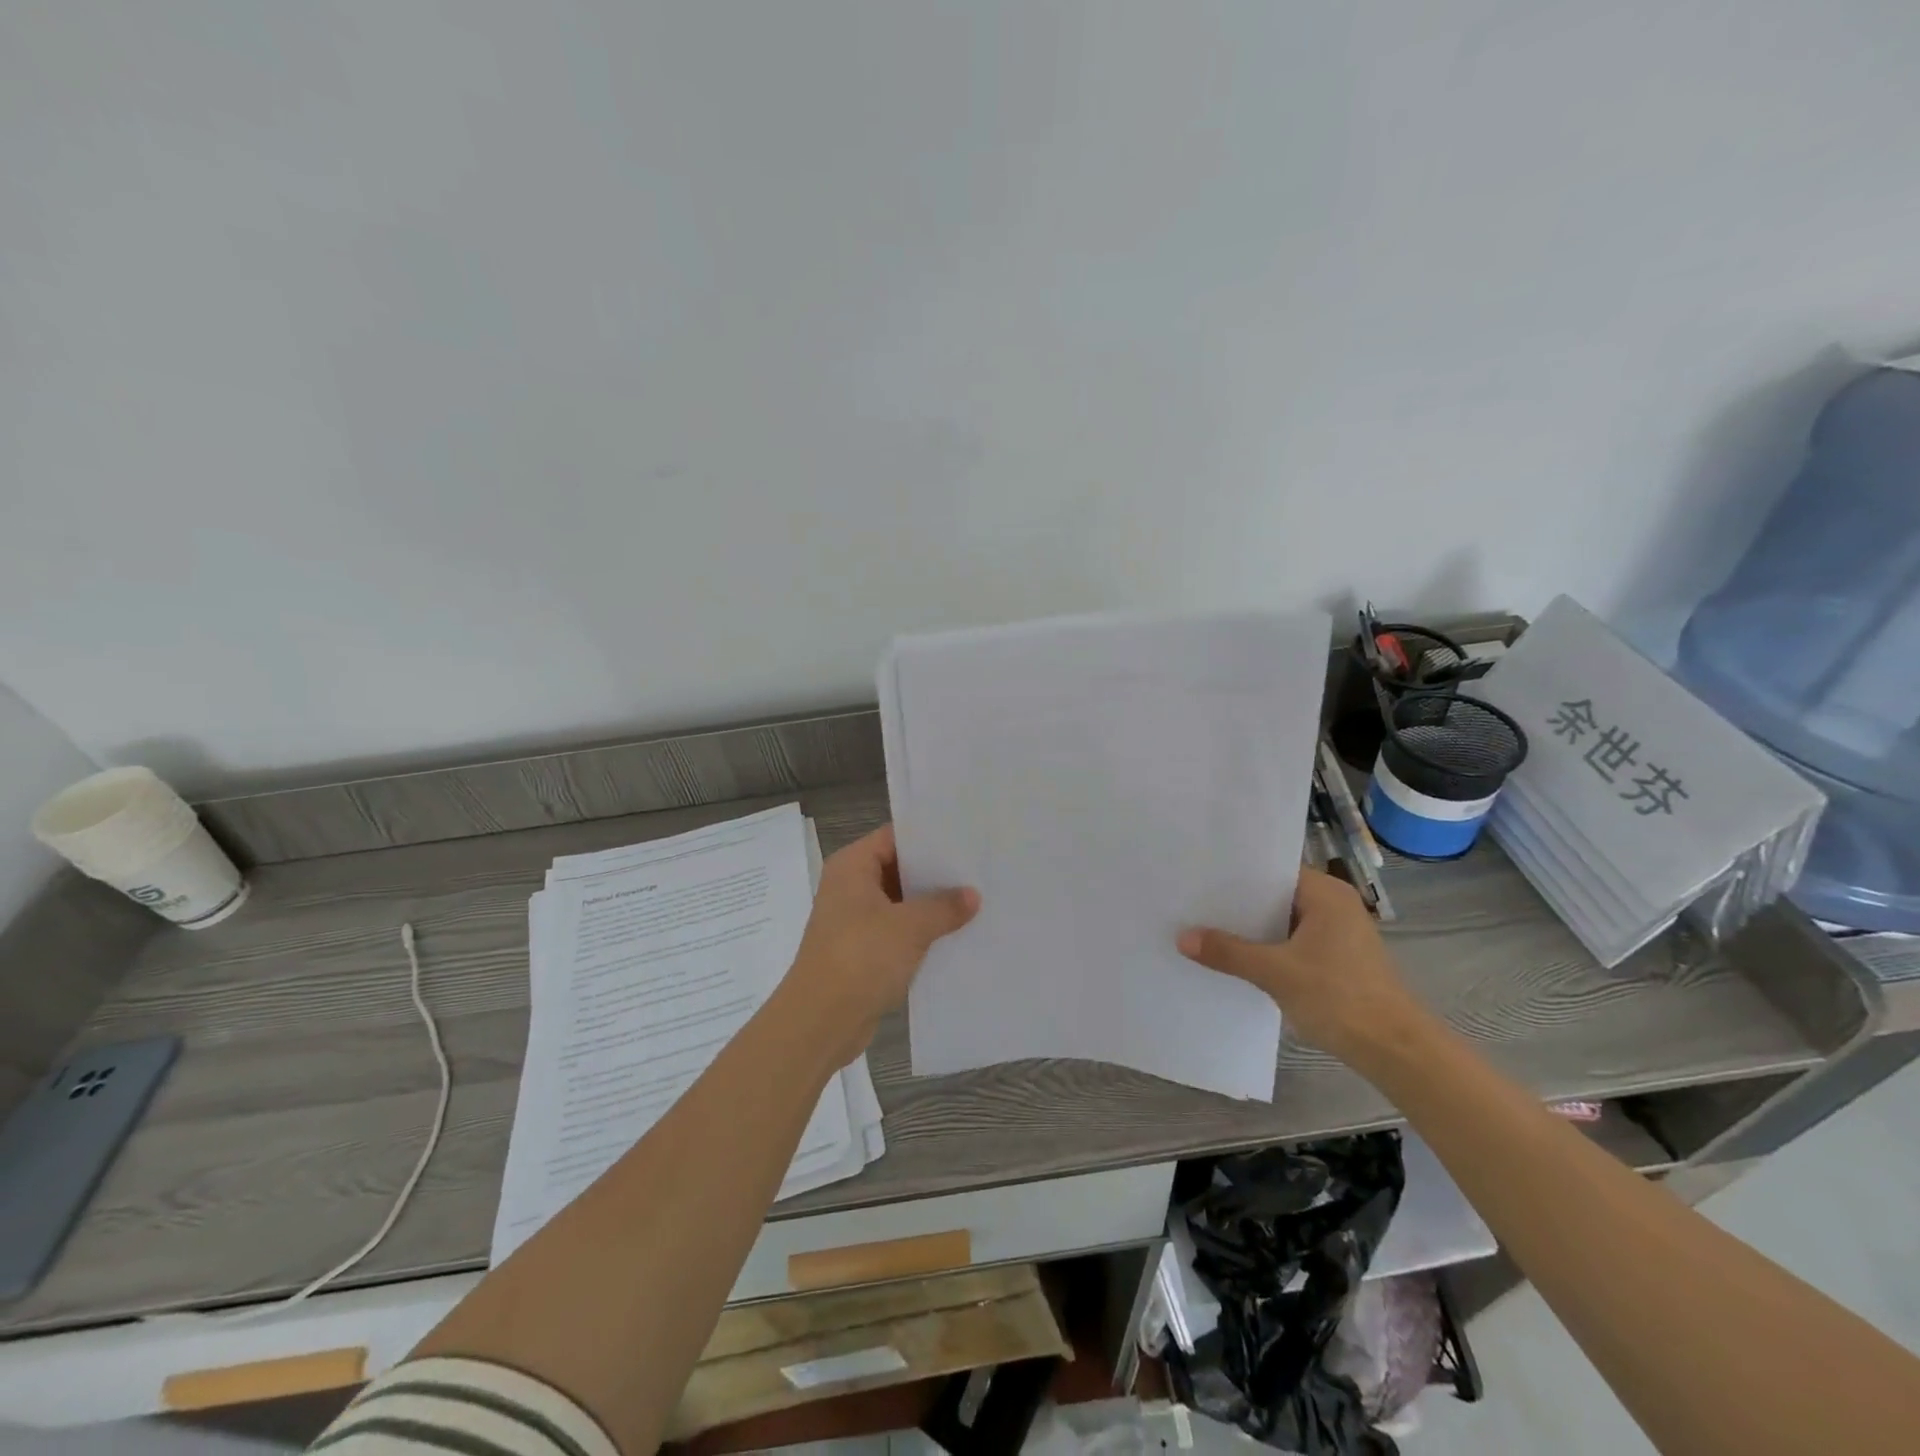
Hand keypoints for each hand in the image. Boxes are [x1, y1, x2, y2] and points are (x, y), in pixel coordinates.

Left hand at [785, 824, 979, 1062]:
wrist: (820, 1022)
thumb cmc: (860, 958)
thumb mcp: (909, 927)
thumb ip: (943, 906)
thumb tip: (972, 895)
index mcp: (852, 866)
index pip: (894, 837)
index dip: (929, 837)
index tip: (966, 838)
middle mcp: (850, 887)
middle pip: (898, 868)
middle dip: (936, 873)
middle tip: (979, 869)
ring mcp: (855, 920)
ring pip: (900, 902)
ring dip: (931, 906)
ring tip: (977, 901)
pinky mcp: (862, 951)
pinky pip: (898, 931)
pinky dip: (921, 932)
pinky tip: (956, 935)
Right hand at [1177, 866, 1427, 1067]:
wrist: (1396, 1051)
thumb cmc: (1339, 997)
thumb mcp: (1275, 973)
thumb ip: (1228, 952)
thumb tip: (1182, 938)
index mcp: (1325, 894)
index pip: (1271, 870)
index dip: (1235, 874)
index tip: (1199, 877)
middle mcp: (1335, 906)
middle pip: (1275, 896)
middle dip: (1238, 904)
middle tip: (1193, 903)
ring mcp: (1339, 935)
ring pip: (1283, 922)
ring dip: (1252, 930)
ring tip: (1206, 929)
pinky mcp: (1339, 961)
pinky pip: (1293, 943)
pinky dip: (1269, 949)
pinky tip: (1238, 960)